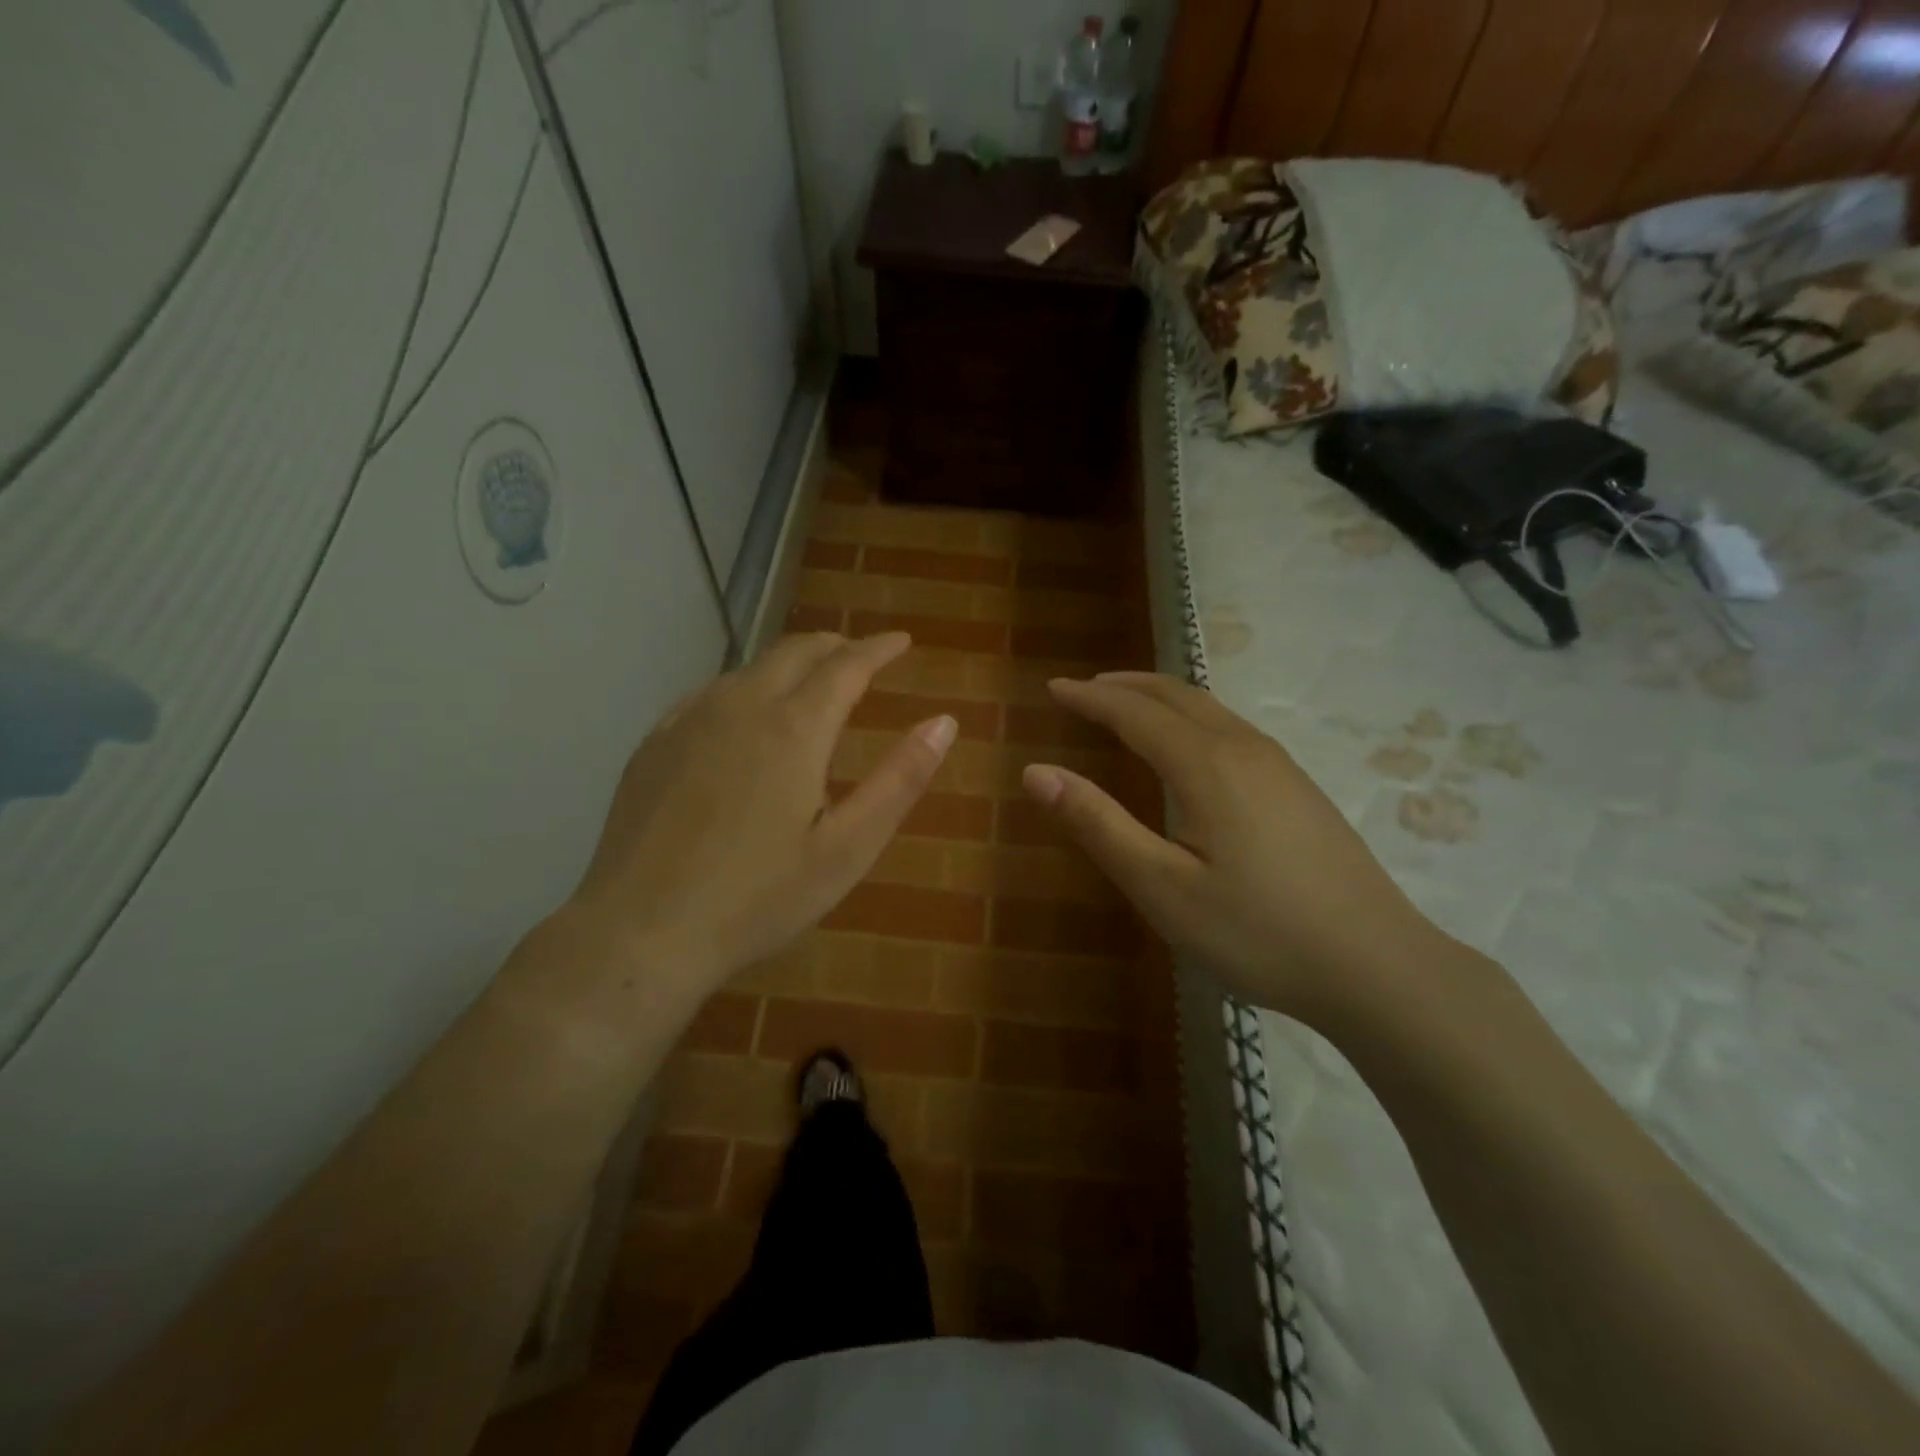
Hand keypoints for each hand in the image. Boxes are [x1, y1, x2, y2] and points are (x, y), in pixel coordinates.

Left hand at [567, 632, 954, 1003]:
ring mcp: (689, 720)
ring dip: (790, 666)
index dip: (879, 648)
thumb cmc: (758, 897)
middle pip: (796, 651)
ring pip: (751, 668)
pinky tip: (745, 717)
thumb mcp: (848, 848)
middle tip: (861, 658)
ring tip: (811, 686)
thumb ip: (900, 780)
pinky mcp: (655, 742)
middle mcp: (741, 705)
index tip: (901, 641)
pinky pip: (711, 693)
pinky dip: (746, 689)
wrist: (642, 931)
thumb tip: (944, 722)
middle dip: (836, 646)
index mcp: (794, 728)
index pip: (847, 664)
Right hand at [1022, 672, 1439, 1027]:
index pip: (1134, 712)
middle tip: (1083, 690)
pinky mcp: (1299, 788)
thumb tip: (1037, 773)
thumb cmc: (1258, 932)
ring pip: (1209, 708)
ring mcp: (1280, 766)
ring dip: (1159, 698)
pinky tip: (1188, 747)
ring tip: (1126, 706)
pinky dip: (1190, 717)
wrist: (1378, 966)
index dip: (1089, 698)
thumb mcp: (1162, 887)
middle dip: (1123, 686)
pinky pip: (1231, 728)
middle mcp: (1244, 748)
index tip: (1054, 688)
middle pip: (1176, 695)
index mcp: (1207, 764)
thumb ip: (1099, 825)